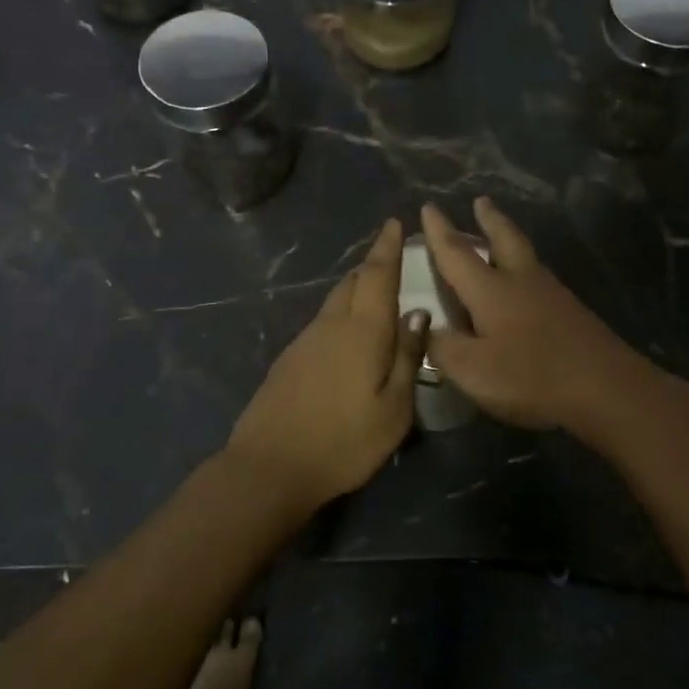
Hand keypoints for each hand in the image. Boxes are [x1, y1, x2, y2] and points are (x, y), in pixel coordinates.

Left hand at [227, 219, 428, 507]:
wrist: (269, 466)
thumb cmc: (343, 441)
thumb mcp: (394, 409)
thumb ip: (407, 357)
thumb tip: (418, 315)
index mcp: (362, 330)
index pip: (377, 275)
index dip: (387, 247)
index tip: (394, 223)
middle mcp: (331, 324)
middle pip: (353, 282)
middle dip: (373, 267)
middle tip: (393, 262)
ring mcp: (305, 340)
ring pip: (335, 301)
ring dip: (356, 291)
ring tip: (376, 298)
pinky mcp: (289, 359)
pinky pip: (323, 322)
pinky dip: (342, 315)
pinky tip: (349, 337)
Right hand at [420, 198, 661, 433]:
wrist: (606, 388)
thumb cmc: (531, 376)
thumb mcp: (472, 370)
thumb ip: (442, 348)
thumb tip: (425, 327)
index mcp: (491, 290)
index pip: (456, 253)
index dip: (439, 231)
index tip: (429, 206)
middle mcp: (522, 281)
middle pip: (504, 238)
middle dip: (489, 219)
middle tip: (481, 201)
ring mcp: (552, 295)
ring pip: (526, 255)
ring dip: (510, 239)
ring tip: (502, 235)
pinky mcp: (572, 313)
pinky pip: (540, 278)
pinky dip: (527, 269)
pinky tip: (527, 285)